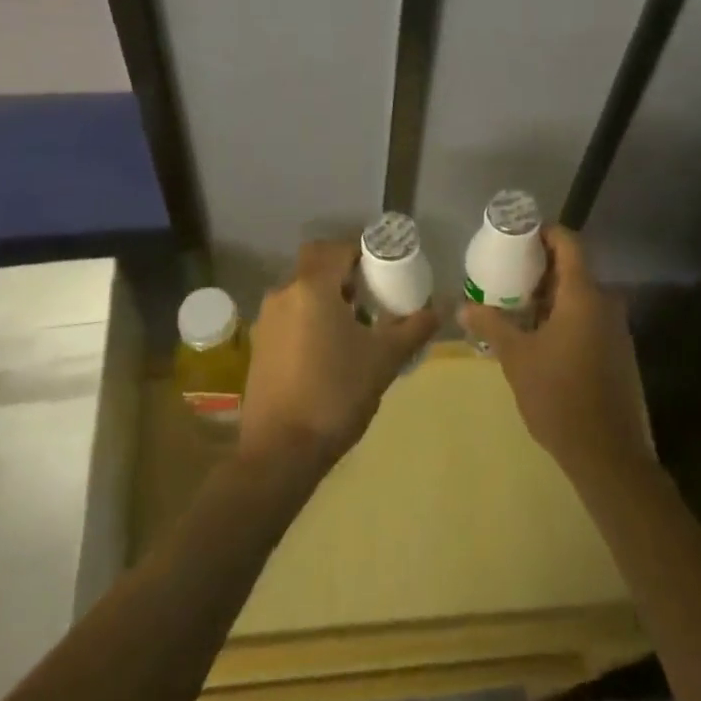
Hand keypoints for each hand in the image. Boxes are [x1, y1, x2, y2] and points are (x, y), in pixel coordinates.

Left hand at [238, 240, 438, 473]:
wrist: (280, 452)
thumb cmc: (336, 394)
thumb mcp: (384, 359)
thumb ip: (414, 327)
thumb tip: (441, 307)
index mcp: (312, 287)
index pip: (337, 248)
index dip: (362, 253)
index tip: (385, 270)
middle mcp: (284, 294)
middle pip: (316, 267)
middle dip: (344, 275)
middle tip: (373, 296)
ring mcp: (266, 321)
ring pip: (302, 293)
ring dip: (327, 299)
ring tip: (356, 327)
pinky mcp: (259, 347)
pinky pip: (290, 317)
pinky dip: (310, 320)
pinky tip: (330, 352)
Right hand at [460, 226, 650, 487]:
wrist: (607, 453)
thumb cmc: (559, 396)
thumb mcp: (517, 358)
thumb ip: (491, 325)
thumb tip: (462, 306)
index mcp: (583, 294)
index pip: (568, 242)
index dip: (544, 233)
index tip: (516, 236)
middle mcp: (605, 302)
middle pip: (573, 267)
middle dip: (539, 267)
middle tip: (506, 272)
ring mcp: (615, 327)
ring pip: (580, 294)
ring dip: (550, 294)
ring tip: (515, 303)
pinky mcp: (617, 349)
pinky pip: (588, 316)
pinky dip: (564, 314)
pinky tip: (538, 334)